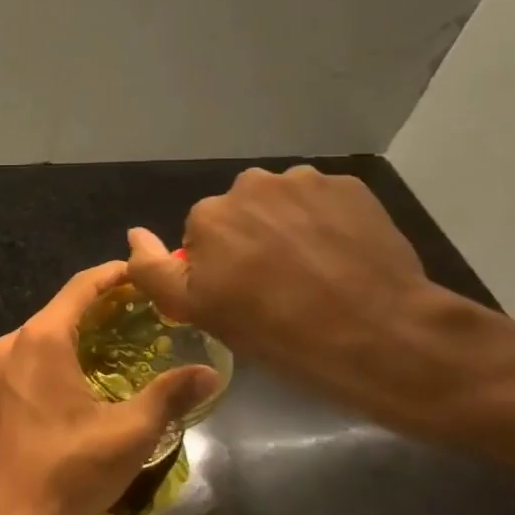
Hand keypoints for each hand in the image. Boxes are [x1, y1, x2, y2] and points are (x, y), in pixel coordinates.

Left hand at [0, 261, 220, 514]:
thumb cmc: (68, 470)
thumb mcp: (128, 432)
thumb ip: (169, 396)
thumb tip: (211, 372)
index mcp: (41, 338)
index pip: (82, 286)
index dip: (115, 274)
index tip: (146, 273)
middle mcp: (15, 342)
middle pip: (63, 306)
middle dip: (103, 302)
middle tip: (147, 309)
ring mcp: (1, 366)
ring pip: (47, 331)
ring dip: (83, 328)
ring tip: (126, 336)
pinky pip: (35, 353)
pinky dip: (64, 349)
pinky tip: (91, 370)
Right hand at [125, 167, 441, 417]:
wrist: (379, 333)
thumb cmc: (278, 331)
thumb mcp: (199, 312)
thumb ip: (154, 270)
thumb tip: (134, 234)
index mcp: (210, 215)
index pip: (204, 236)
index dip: (221, 267)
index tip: (244, 297)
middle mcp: (251, 184)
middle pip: (242, 213)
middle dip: (253, 239)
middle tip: (281, 286)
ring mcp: (305, 181)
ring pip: (284, 203)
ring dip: (291, 227)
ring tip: (319, 271)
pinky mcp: (351, 186)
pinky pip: (324, 201)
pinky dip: (328, 222)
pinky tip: (345, 257)